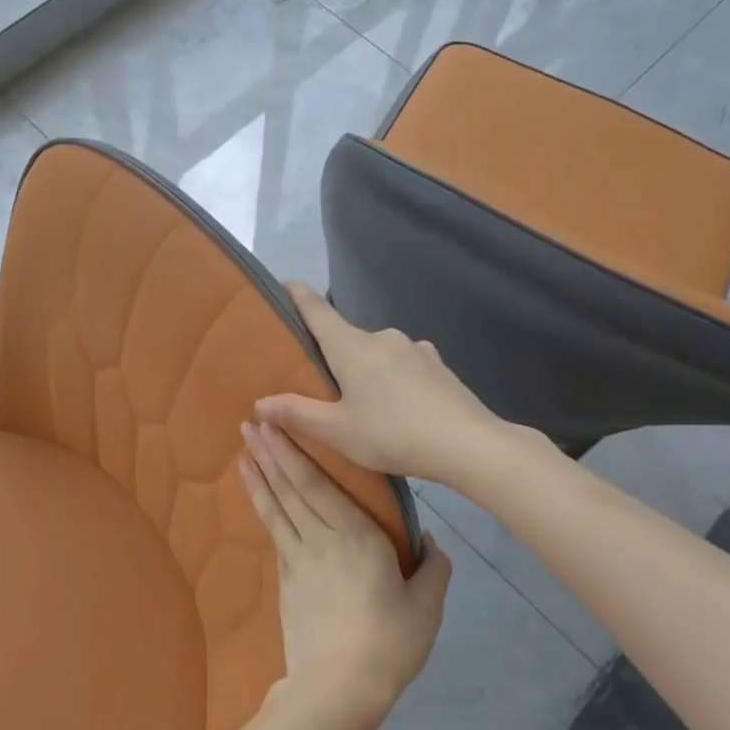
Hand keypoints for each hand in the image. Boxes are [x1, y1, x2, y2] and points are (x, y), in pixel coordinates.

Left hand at [240, 420, 450, 729]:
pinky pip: (274, 535)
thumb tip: (430, 540)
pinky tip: (258, 499)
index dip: (295, 453)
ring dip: (259, 478)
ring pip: (276, 508)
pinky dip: (263, 510)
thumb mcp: (426, 607)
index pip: (319, 484)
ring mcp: (297, 560)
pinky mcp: (284, 582)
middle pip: (291, 489)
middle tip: (249, 425)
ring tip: (243, 452)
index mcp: (357, 537)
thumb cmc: (389, 643)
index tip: (275, 426)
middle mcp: (321, 539)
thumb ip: (432, 568)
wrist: (338, 689)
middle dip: (269, 454)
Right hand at [258, 281, 507, 481]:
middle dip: (332, 356)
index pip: (317, 309)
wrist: (469, 445)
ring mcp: (415, 349)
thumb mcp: (337, 431)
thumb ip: (297, 413)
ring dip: (366, 371)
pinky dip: (393, 381)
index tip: (284, 284)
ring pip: (377, 355)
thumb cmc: (393, 433)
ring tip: (364, 406)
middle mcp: (383, 337)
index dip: (297, 295)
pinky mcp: (438, 367)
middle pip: (346, 338)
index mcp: (352, 346)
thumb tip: (260, 401)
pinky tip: (399, 409)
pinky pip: (404, 367)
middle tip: (321, 386)